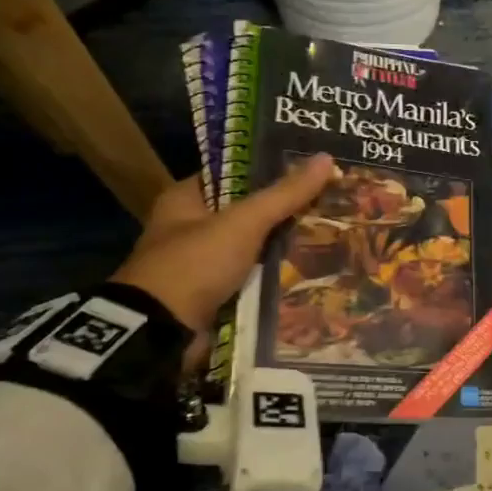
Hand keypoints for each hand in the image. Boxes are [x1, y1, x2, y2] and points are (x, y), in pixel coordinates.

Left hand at [110, 155, 336, 333]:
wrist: (162, 332)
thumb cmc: (196, 264)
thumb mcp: (243, 222)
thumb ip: (284, 194)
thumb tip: (326, 159)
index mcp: (185, 199)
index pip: (233, 173)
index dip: (270, 169)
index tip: (310, 171)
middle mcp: (189, 228)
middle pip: (246, 212)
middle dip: (284, 211)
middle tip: (329, 204)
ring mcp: (200, 264)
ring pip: (252, 247)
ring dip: (283, 247)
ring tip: (330, 236)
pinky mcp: (212, 295)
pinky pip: (251, 278)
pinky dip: (274, 277)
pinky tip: (310, 272)